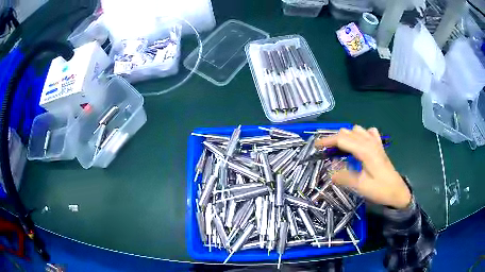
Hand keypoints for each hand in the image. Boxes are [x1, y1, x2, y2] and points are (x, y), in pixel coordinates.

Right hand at [315, 126, 410, 208]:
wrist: (398, 191)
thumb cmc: (381, 190)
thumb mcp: (361, 187)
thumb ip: (344, 177)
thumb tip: (329, 172)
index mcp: (365, 150)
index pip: (342, 139)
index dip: (327, 140)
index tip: (315, 146)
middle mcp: (370, 142)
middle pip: (348, 132)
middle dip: (334, 138)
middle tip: (325, 151)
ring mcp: (376, 143)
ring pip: (357, 130)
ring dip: (346, 136)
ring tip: (339, 148)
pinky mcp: (379, 146)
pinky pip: (368, 133)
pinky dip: (360, 135)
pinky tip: (359, 144)